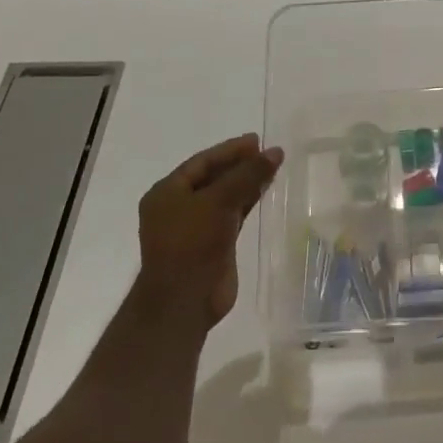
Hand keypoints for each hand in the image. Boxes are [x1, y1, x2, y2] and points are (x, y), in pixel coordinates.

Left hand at [136, 134, 283, 325]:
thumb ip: (248, 175)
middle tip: (268, 153)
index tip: (257, 140)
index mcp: (167, 192)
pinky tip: (265, 191)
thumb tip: (275, 151)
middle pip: (214, 177)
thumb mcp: (219, 201)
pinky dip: (248, 202)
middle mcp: (179, 207)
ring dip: (247, 182)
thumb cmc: (191, 243)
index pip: (201, 162)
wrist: (184, 302)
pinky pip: (233, 214)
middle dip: (240, 164)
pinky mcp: (214, 245)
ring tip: (273, 167)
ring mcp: (196, 227)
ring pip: (225, 196)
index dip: (230, 150)